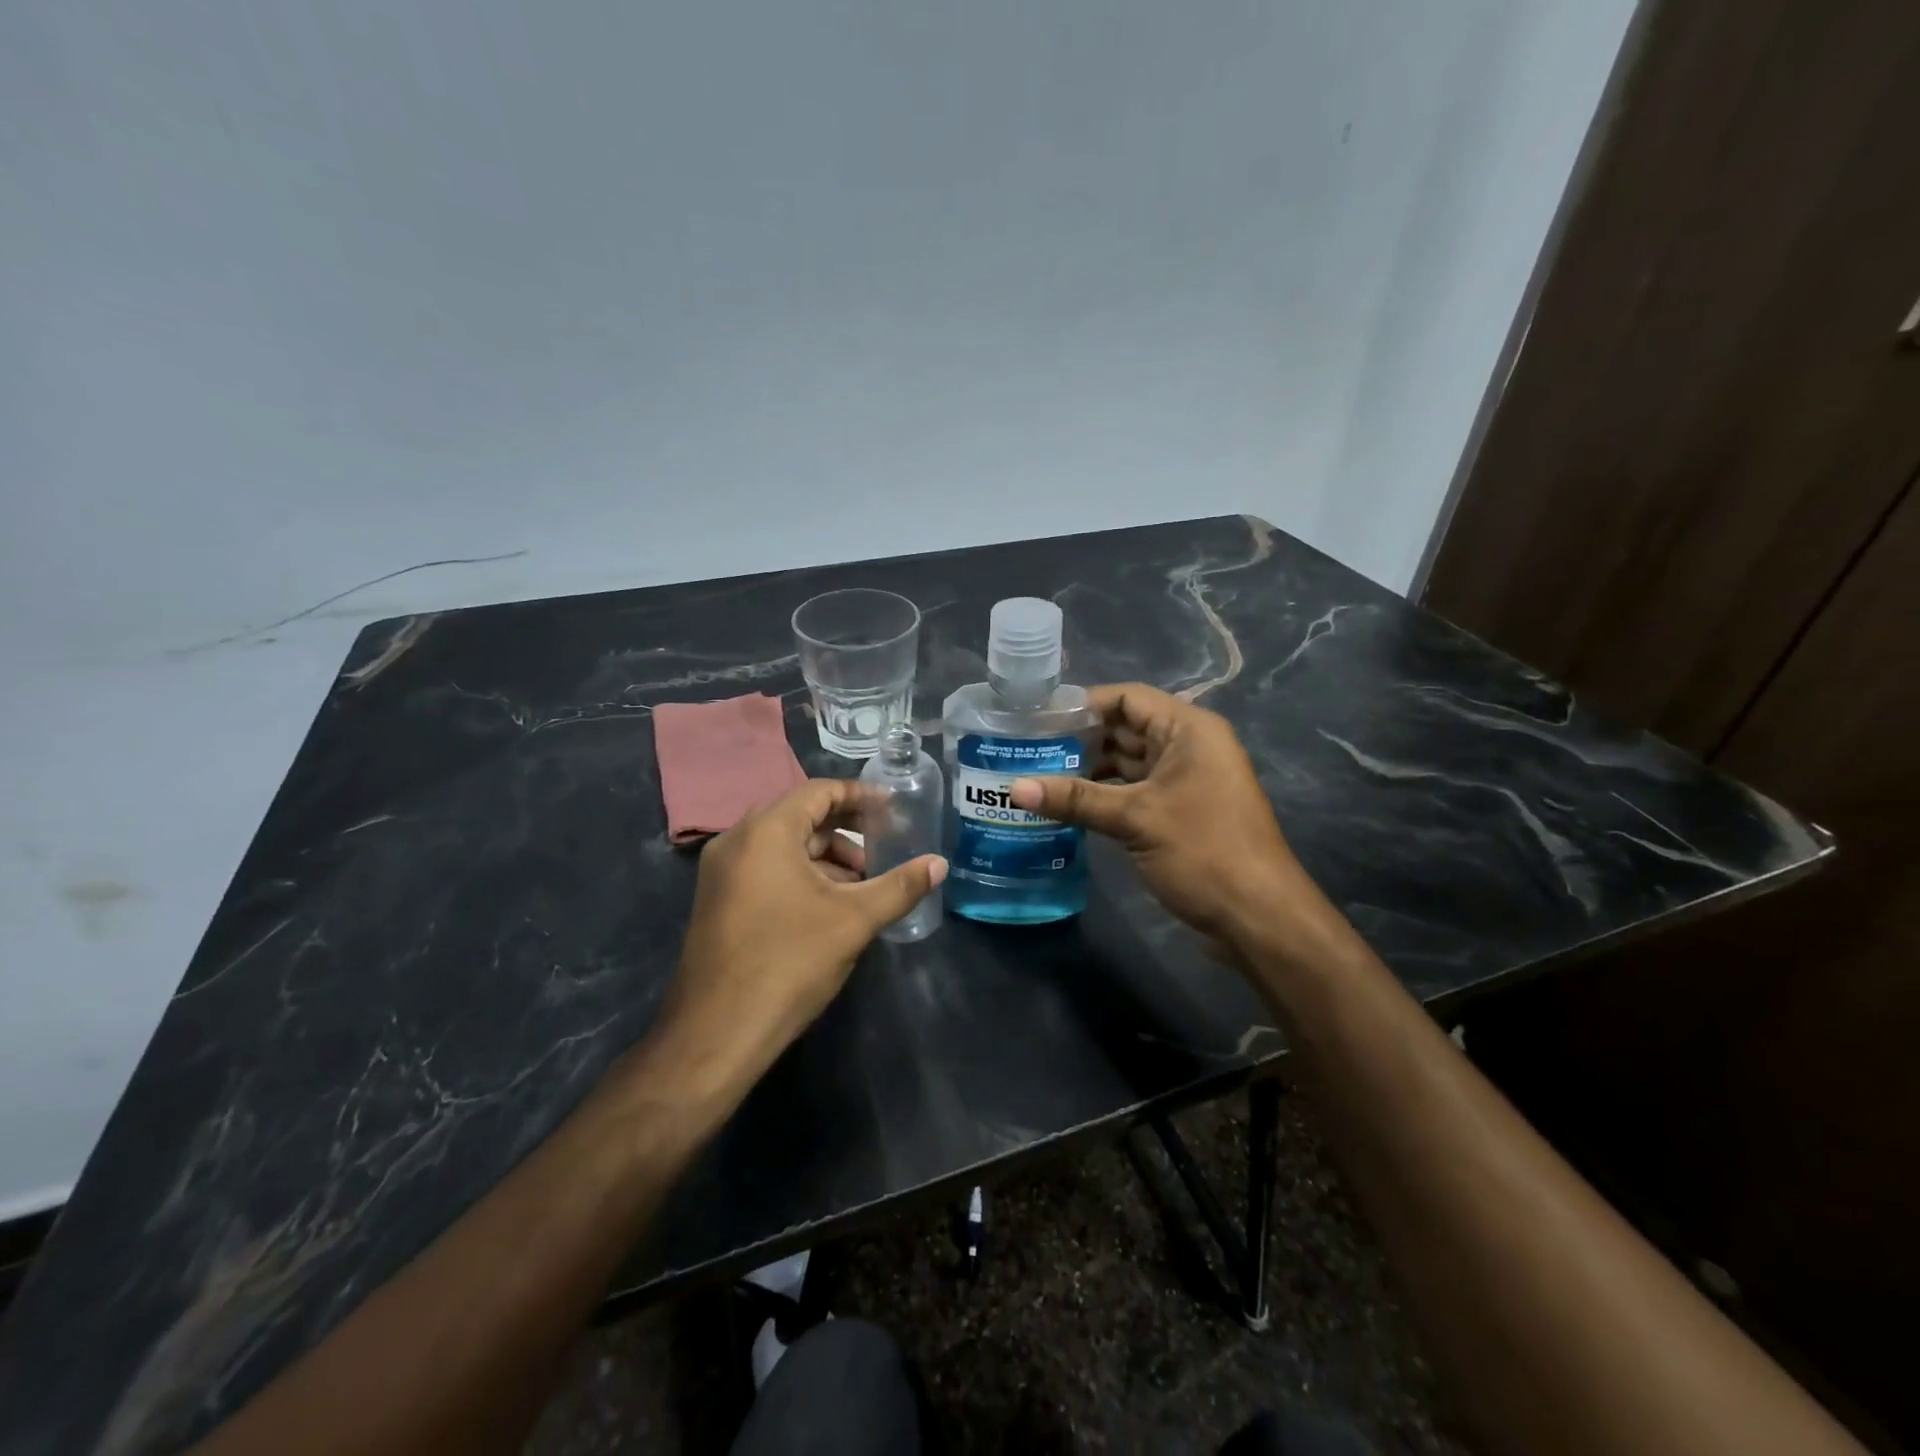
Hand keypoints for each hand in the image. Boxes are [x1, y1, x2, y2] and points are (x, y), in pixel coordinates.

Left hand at [655, 780, 945, 1091]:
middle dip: (846, 830)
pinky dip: (801, 875)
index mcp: (766, 832)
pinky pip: (765, 869)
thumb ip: (900, 886)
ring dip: (825, 857)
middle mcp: (736, 841)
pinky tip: (828, 906)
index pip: (819, 792)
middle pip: (800, 816)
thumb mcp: (854, 921)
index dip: (861, 796)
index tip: (894, 808)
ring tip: (862, 886)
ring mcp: (720, 872)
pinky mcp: (717, 900)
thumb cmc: (789, 963)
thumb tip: (939, 864)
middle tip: (885, 847)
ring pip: (783, 846)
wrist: (716, 1033)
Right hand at [1009, 683, 1332, 955]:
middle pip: (1125, 729)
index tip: (1038, 720)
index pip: (1127, 698)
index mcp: (1187, 729)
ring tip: (1038, 777)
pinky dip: (1104, 795)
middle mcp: (1188, 746)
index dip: (1082, 704)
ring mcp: (1185, 780)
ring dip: (1089, 770)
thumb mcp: (1136, 818)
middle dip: (1079, 740)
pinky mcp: (1179, 811)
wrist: (1258, 916)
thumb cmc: (1203, 851)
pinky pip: (1135, 791)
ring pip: (1128, 763)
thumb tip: (1013, 788)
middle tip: (1027, 751)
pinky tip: (1067, 806)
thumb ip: (1076, 799)